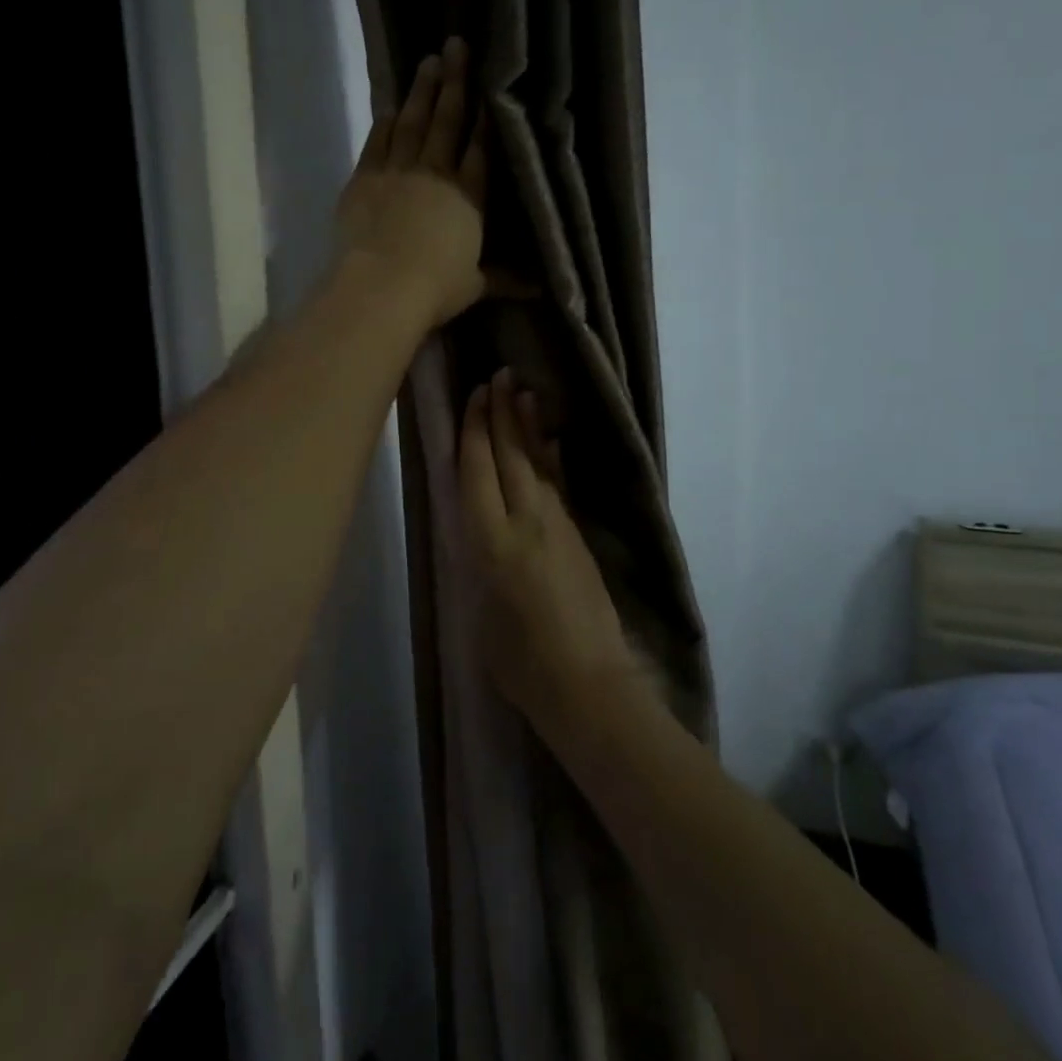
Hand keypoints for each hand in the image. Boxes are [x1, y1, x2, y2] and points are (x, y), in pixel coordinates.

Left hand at [336, 36, 487, 330]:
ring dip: (421, 91)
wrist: (382, 285)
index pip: (480, 150)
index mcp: (468, 197)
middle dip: (454, 83)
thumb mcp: (475, 285)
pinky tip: (391, 105)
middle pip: (447, 122)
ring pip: (412, 123)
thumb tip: (542, 290)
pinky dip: (385, 122)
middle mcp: (436, 174)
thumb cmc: (436, 288)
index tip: (489, 87)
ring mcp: (398, 171)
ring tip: (428, 61)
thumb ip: (504, 279)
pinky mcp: (365, 179)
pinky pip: (377, 142)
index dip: (486, 119)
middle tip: (456, 45)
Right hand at [459, 369, 638, 742]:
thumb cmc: (521, 665)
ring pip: (537, 464)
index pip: (477, 474)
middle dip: (501, 414)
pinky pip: (558, 484)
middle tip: (497, 375)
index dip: (473, 432)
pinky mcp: (577, 536)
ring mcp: (557, 526)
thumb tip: (482, 535)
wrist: (588, 685)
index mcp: (491, 545)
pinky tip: (550, 438)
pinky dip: (551, 457)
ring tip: (522, 390)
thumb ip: (479, 564)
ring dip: (528, 425)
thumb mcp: (480, 615)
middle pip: (509, 457)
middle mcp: (525, 523)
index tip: (473, 397)